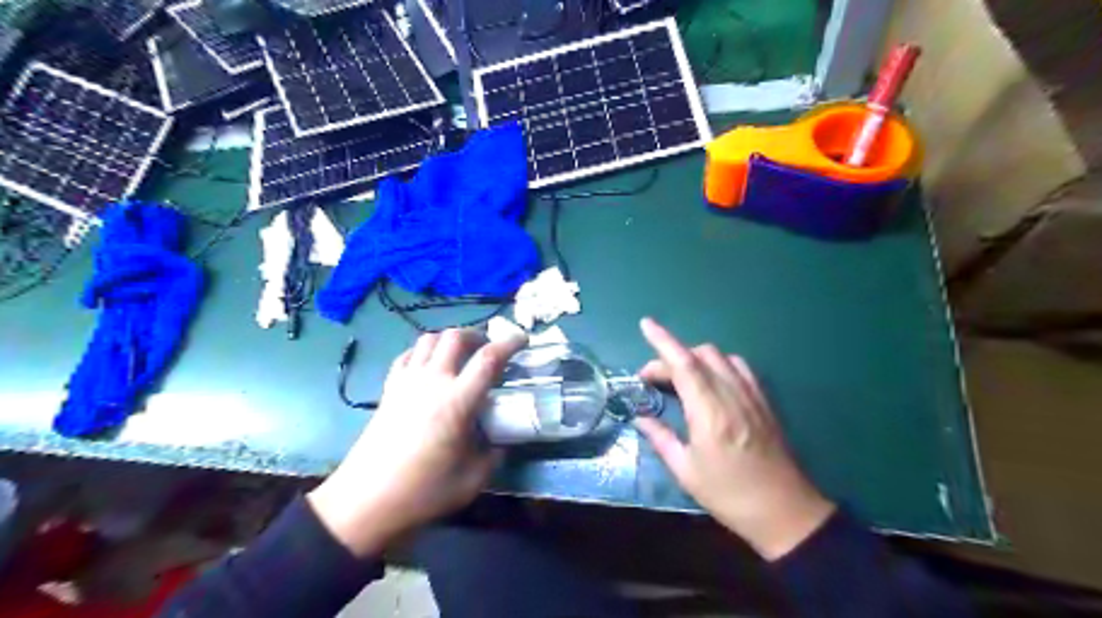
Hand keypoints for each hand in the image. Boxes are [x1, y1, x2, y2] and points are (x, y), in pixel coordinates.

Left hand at [308, 330, 526, 556]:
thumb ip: (493, 455)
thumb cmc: (424, 492)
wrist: (366, 502)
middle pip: (455, 336)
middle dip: (476, 335)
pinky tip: (429, 367)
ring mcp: (406, 382)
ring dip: (449, 340)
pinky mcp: (388, 390)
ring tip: (460, 355)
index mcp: (458, 401)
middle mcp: (432, 381)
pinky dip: (422, 352)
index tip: (523, 339)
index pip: (489, 358)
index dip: (510, 343)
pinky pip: (407, 356)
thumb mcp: (473, 479)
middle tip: (488, 349)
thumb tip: (500, 443)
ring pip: (428, 339)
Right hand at [629, 319, 836, 559]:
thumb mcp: (686, 471)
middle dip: (671, 357)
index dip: (662, 340)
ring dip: (695, 358)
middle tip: (652, 380)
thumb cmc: (729, 495)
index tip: (645, 324)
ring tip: (680, 378)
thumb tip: (640, 418)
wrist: (785, 511)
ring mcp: (752, 395)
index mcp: (709, 412)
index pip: (683, 364)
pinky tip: (711, 381)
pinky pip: (740, 367)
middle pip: (700, 355)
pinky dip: (719, 364)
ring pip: (721, 357)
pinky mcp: (764, 401)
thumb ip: (661, 438)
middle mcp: (732, 395)